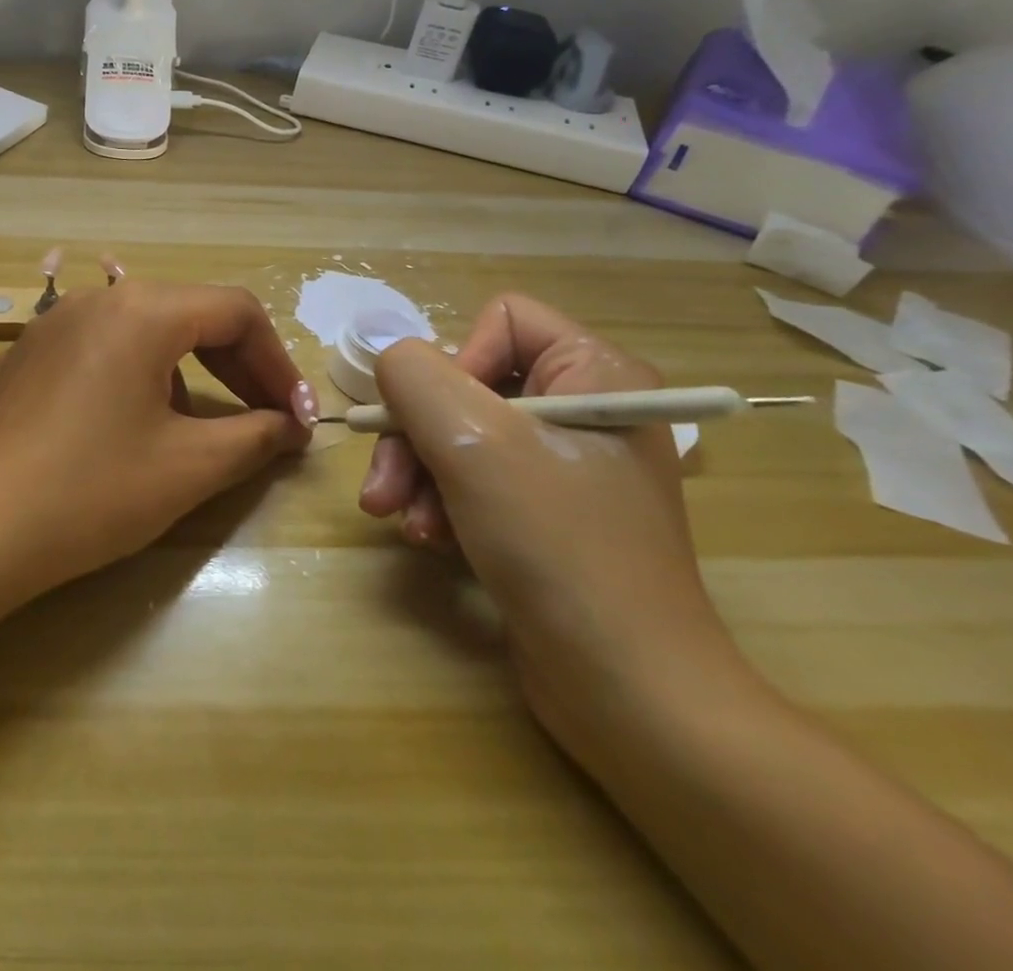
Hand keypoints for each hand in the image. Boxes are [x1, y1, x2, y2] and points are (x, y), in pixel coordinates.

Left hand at [0, 280, 310, 589]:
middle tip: (267, 417)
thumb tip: (290, 426)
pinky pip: (101, 348)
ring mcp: (54, 323)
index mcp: (142, 311)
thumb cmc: (94, 491)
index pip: (236, 312)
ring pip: (145, 329)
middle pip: (190, 314)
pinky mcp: (26, 354)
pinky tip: (131, 426)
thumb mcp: (190, 467)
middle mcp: (97, 299)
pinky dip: (138, 374)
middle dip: (238, 365)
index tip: (298, 416)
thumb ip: (255, 436)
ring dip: (189, 370)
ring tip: (198, 428)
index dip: (278, 363)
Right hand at [358, 294, 743, 756]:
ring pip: (460, 433)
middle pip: (468, 383)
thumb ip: (415, 377)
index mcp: (596, 374)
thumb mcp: (473, 444)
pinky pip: (473, 477)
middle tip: (385, 490)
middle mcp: (584, 408)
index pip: (502, 320)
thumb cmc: (558, 547)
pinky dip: (441, 503)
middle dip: (417, 436)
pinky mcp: (545, 512)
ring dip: (419, 474)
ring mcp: (565, 464)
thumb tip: (392, 362)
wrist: (627, 692)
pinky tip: (430, 541)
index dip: (455, 361)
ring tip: (401, 521)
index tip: (437, 420)